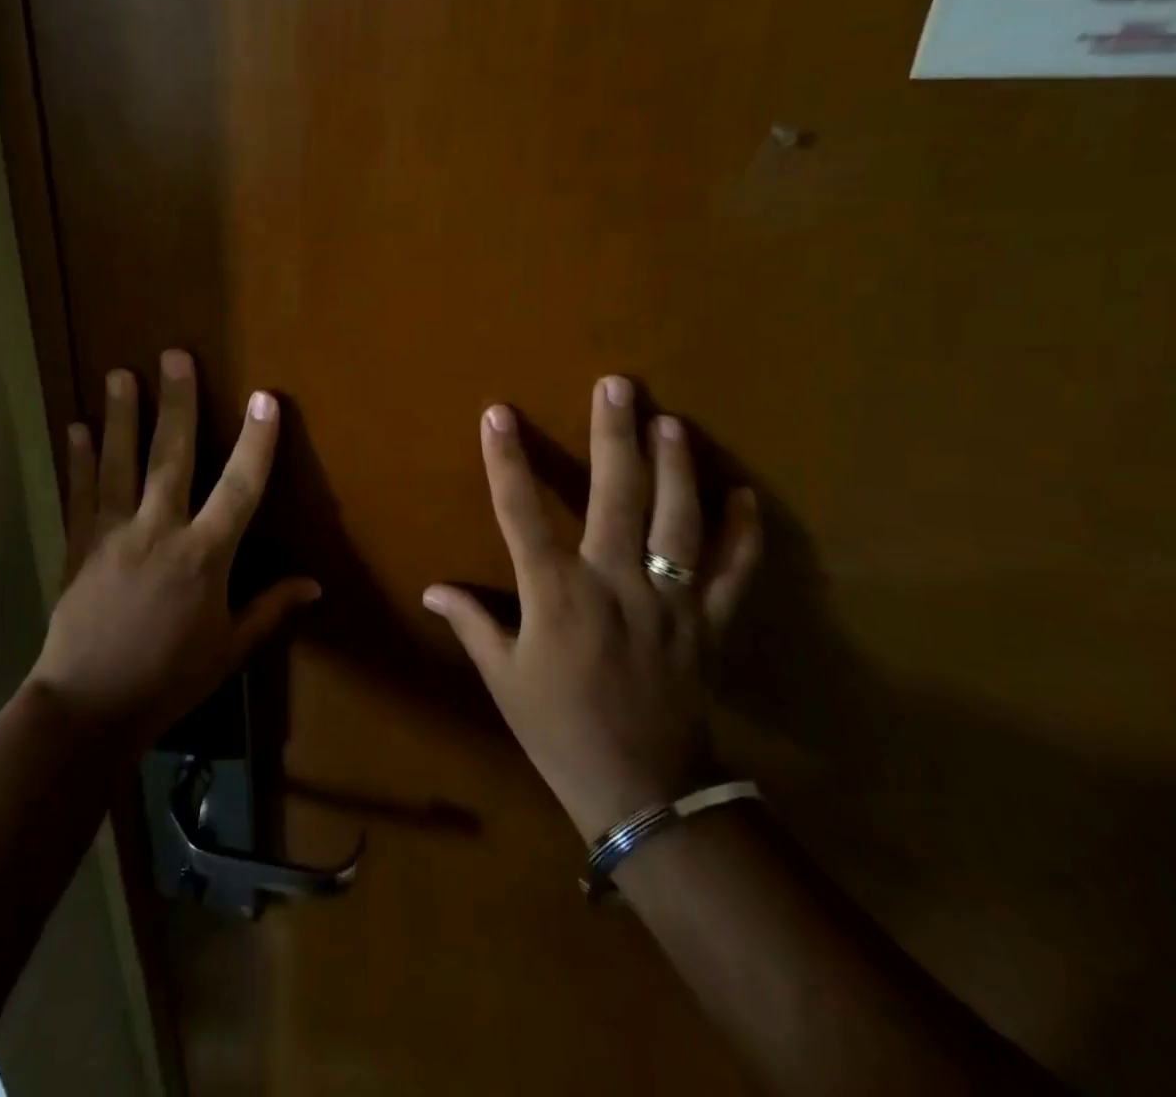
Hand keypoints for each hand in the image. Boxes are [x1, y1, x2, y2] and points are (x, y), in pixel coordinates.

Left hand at [28, 349, 320, 751]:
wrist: (89, 705)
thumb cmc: (170, 678)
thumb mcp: (229, 648)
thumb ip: (270, 608)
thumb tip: (314, 584)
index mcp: (204, 556)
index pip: (240, 487)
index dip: (256, 442)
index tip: (265, 399)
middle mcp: (159, 531)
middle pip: (171, 456)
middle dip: (176, 403)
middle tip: (174, 356)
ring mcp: (113, 533)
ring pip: (119, 463)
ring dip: (120, 416)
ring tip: (119, 374)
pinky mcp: (80, 544)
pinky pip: (80, 493)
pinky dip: (78, 459)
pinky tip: (75, 427)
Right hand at [423, 377, 762, 842]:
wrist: (641, 790)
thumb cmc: (557, 728)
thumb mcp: (503, 677)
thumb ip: (472, 623)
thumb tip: (432, 589)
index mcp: (556, 594)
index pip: (522, 513)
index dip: (507, 460)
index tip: (499, 414)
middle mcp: (615, 583)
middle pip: (615, 495)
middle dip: (613, 435)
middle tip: (617, 385)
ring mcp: (669, 600)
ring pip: (678, 520)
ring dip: (675, 466)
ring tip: (670, 421)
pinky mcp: (709, 624)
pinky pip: (733, 572)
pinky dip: (742, 533)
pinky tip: (743, 493)